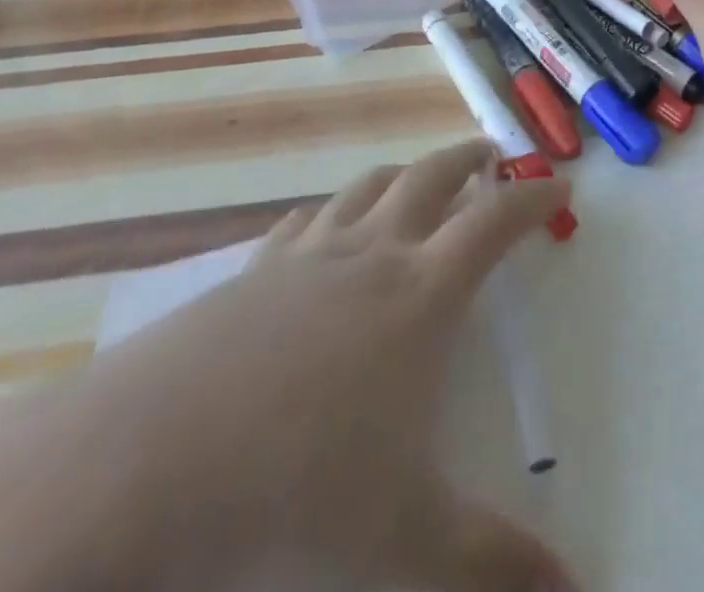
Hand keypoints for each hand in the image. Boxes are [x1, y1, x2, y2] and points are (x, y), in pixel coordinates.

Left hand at [79, 140, 575, 591]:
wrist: (143, 466)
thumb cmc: (295, 491)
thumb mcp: (407, 541)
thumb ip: (495, 566)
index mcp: (421, 294)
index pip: (495, 222)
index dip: (532, 199)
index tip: (559, 187)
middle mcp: (371, 255)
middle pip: (431, 179)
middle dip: (468, 161)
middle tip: (490, 154)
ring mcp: (307, 257)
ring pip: (369, 188)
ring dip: (404, 174)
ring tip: (418, 178)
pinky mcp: (251, 273)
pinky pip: (304, 221)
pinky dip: (332, 211)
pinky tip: (324, 227)